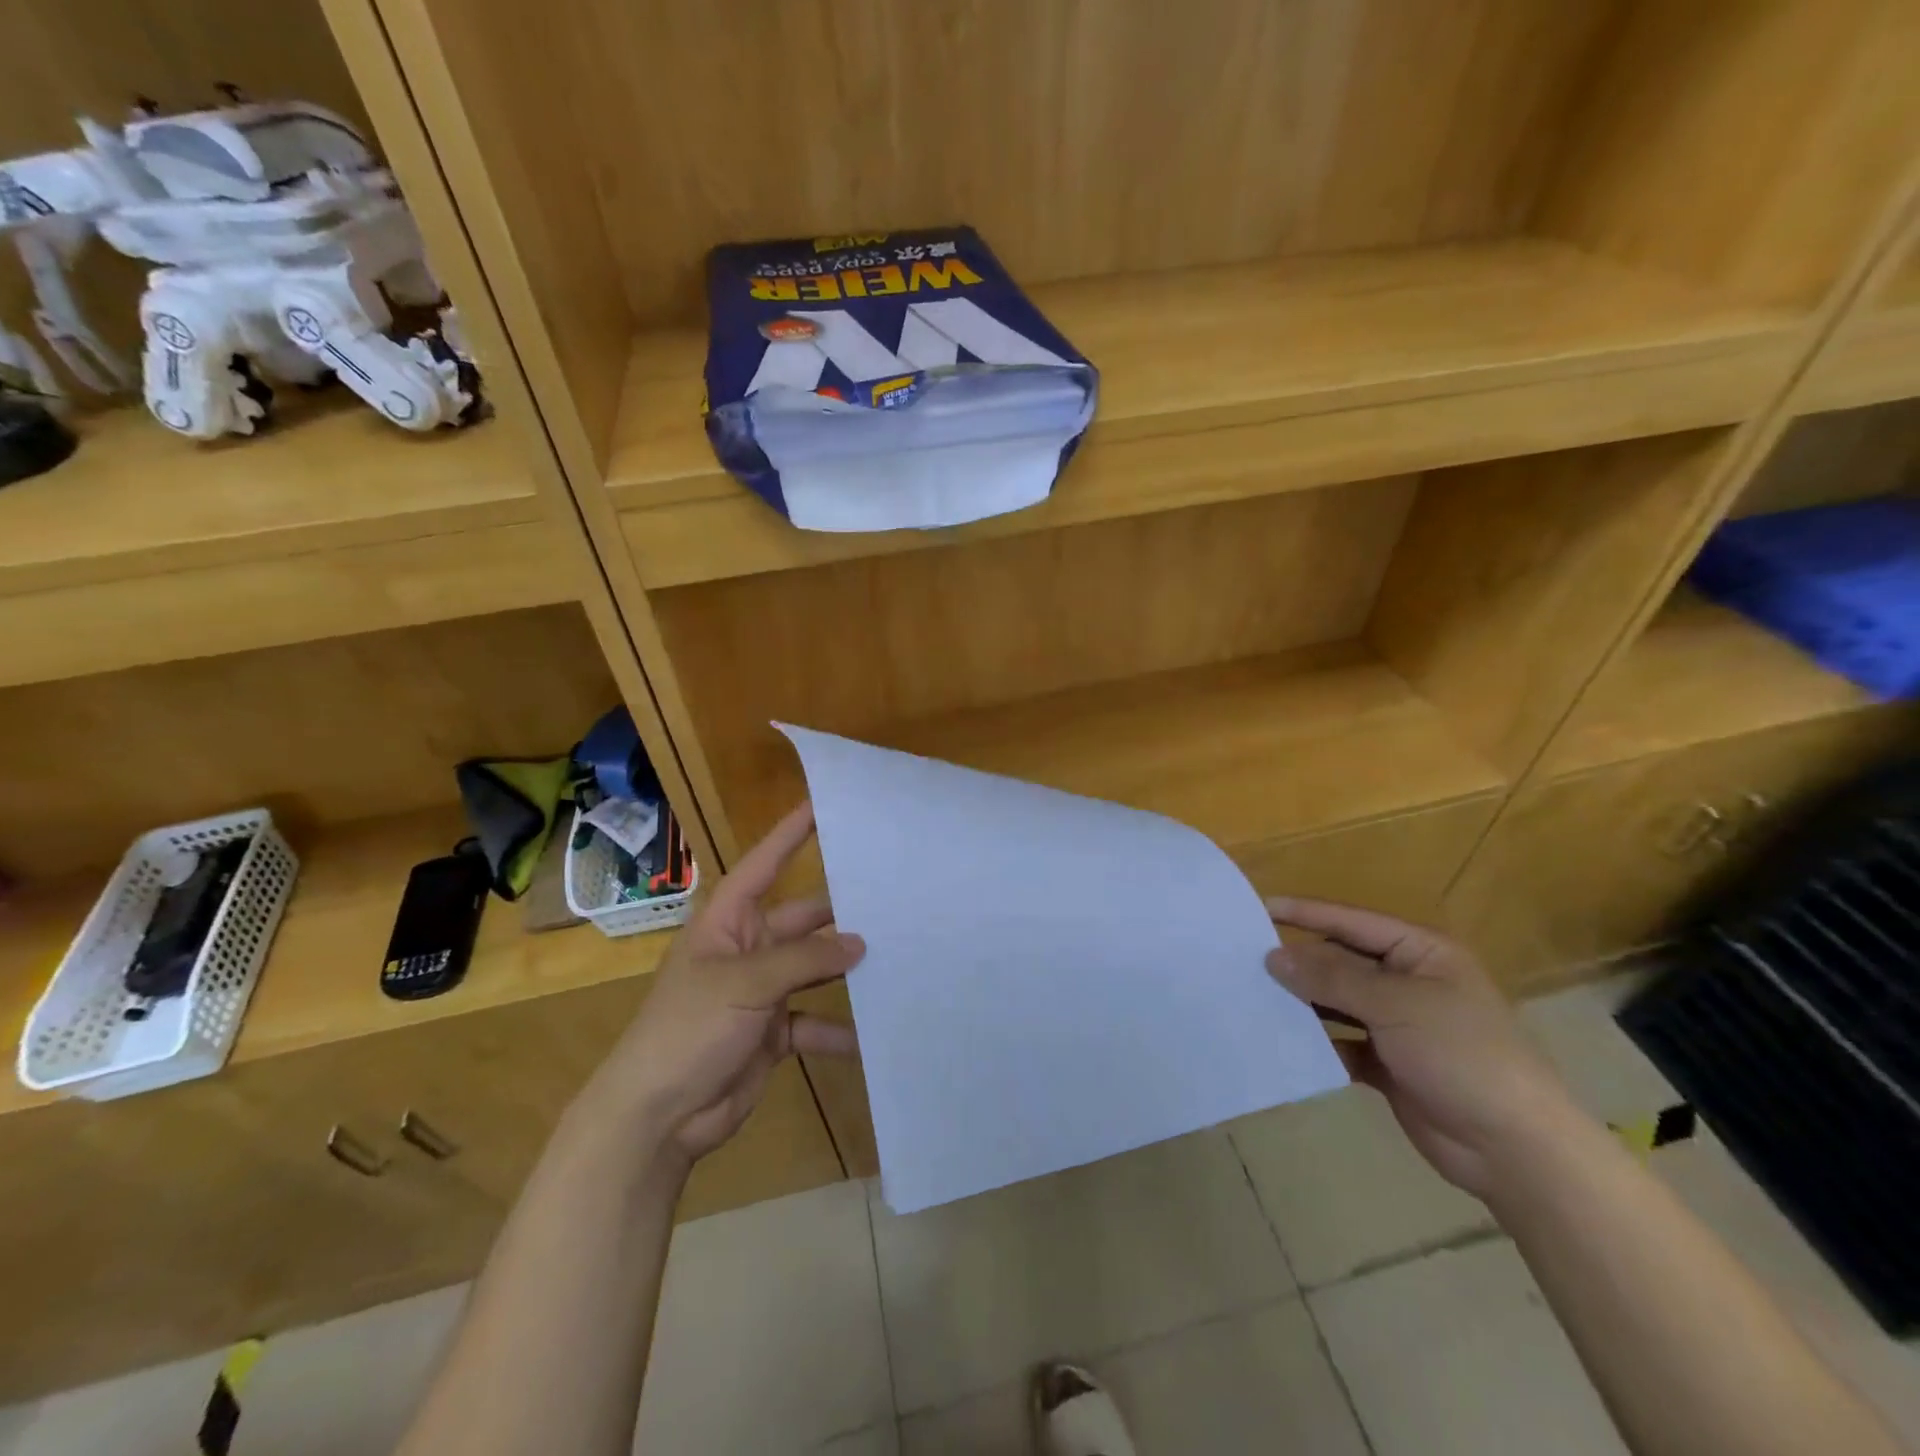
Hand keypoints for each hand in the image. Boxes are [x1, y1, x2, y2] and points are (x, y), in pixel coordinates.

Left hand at [579, 802, 865, 1165]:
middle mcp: (748, 949)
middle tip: (893, 897)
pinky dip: (839, 1030)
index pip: (764, 865)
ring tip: (898, 956)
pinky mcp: (773, 1033)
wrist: (657, 1118)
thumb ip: (805, 960)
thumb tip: (859, 943)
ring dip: (847, 969)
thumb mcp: (744, 984)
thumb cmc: (688, 1030)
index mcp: (728, 922)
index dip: (791, 834)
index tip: (824, 805)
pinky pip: (814, 1022)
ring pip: (815, 968)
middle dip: (842, 911)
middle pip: (803, 919)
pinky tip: (874, 1034)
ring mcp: (762, 992)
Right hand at [1264, 898, 1579, 1199]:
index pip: (1351, 922)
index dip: (1305, 914)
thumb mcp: (1395, 1004)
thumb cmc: (1462, 1055)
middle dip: (1297, 962)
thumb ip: (1332, 977)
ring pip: (1336, 1002)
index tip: (1257, 908)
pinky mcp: (1388, 1064)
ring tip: (1251, 995)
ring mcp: (1398, 1025)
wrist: (1516, 1149)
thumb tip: (1274, 956)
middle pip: (1340, 961)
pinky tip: (1280, 1040)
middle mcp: (1408, 982)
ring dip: (1302, 1001)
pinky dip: (1315, 1042)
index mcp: (1421, 953)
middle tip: (1242, 958)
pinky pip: (1340, 1041)